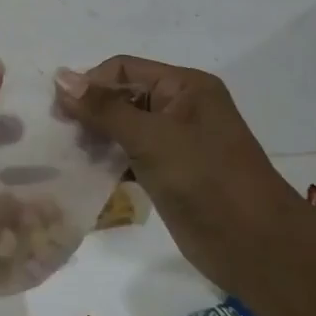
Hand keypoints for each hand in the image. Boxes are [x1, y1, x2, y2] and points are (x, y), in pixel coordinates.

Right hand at [54, 56, 300, 259]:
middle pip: (122, 96)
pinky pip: (130, 156)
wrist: (256, 247)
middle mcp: (180, 107)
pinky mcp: (169, 173)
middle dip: (91, 112)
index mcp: (184, 86)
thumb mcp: (151, 137)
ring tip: (71, 155)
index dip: (90, 84)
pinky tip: (87, 174)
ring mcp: (176, 142)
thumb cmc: (206, 179)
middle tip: (62, 135)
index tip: (60, 111)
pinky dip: (109, 161)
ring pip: (123, 128)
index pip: (123, 68)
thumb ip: (103, 108)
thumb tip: (59, 77)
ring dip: (97, 138)